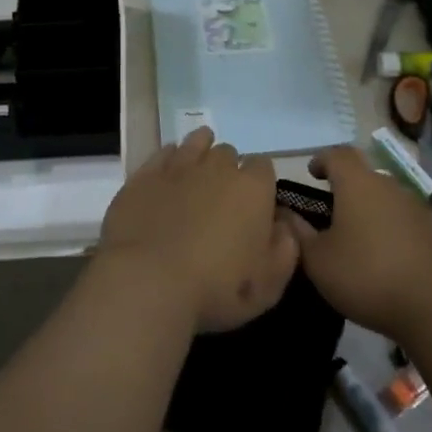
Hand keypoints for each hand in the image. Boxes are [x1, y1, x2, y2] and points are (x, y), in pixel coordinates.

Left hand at [97, 128, 299, 332]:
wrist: (148, 282)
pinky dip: (170, 158)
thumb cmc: (216, 288)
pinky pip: (164, 152)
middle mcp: (218, 167)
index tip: (254, 205)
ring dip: (201, 152)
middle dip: (229, 170)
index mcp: (253, 189)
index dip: (260, 183)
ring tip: (198, 173)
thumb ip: (285, 250)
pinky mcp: (146, 174)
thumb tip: (284, 226)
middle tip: (221, 199)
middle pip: (229, 154)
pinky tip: (169, 174)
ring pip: (197, 142)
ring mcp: (179, 166)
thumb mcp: (269, 285)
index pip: (264, 166)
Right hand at [286, 145, 431, 339]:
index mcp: (357, 183)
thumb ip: (297, 232)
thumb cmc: (367, 274)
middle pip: (362, 173)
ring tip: (351, 234)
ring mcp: (412, 206)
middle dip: (343, 185)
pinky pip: (399, 217)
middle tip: (327, 209)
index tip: (311, 174)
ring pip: (382, 195)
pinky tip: (378, 253)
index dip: (321, 160)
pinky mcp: (430, 230)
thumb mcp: (318, 260)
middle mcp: (387, 185)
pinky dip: (385, 225)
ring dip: (365, 206)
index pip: (337, 154)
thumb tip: (284, 212)